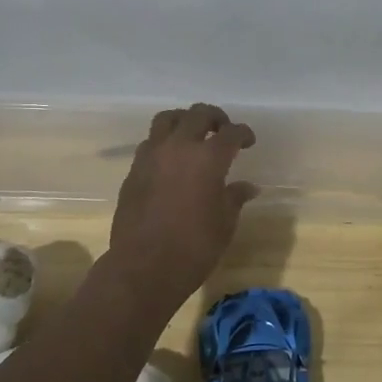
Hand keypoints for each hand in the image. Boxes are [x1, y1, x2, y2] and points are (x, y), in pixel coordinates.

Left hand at [109, 104, 257, 303]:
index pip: (231, 133)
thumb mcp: (224, 223)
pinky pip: (150, 142)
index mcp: (208, 158)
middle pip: (198, 114)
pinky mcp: (134, 170)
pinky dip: (164, 142)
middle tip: (223, 130)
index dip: (243, 133)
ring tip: (193, 136)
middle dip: (214, 118)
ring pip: (167, 119)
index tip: (248, 142)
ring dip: (184, 121)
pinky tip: (171, 161)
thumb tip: (248, 187)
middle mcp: (179, 147)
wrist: (143, 267)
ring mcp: (152, 156)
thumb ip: (235, 198)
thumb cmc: (194, 247)